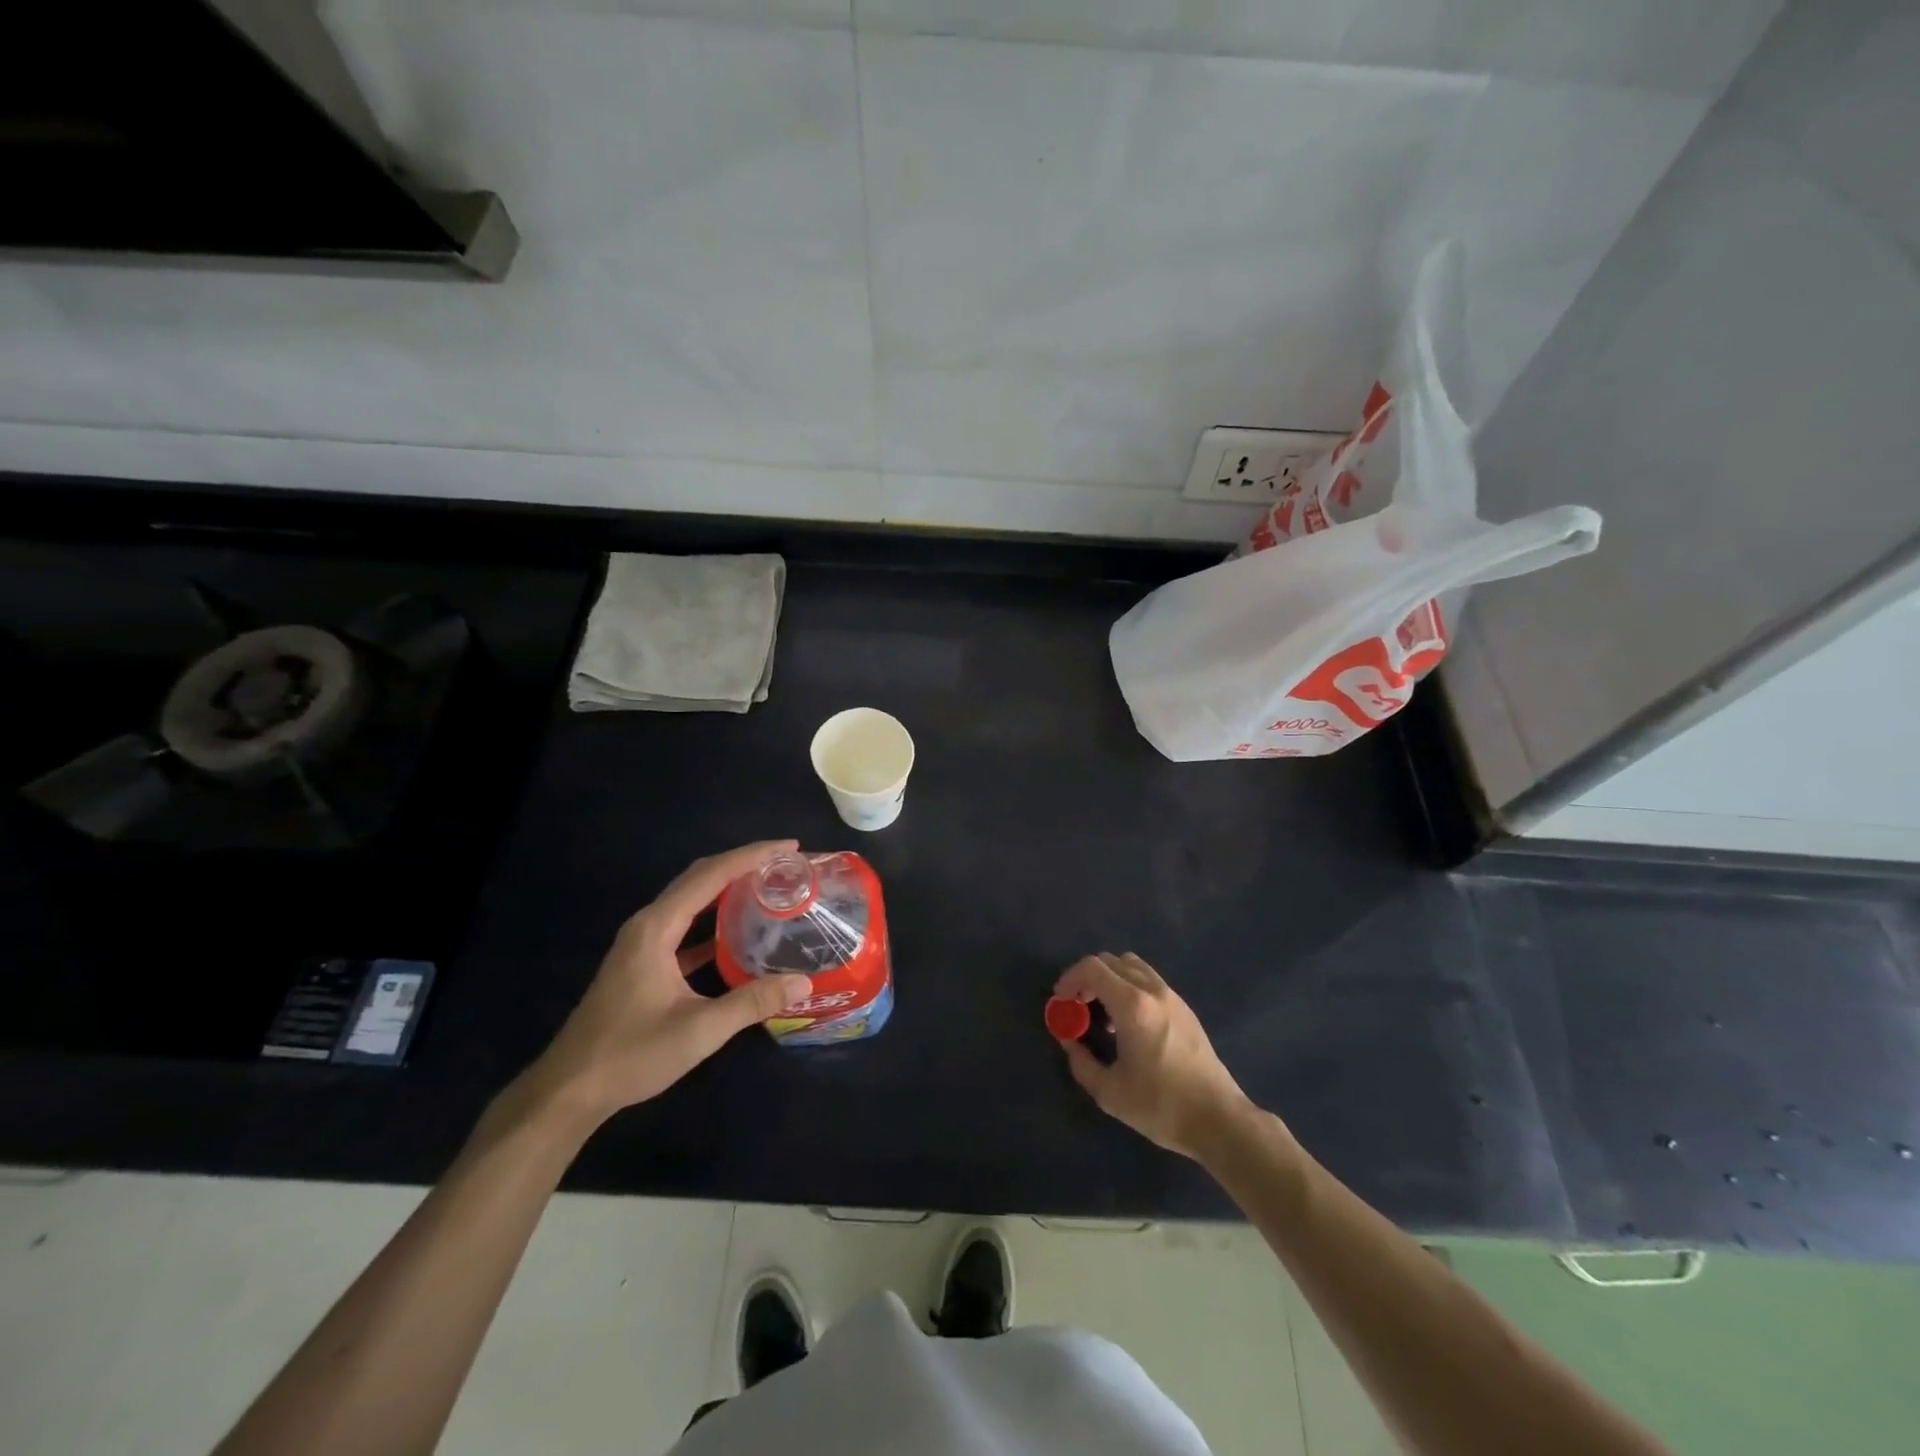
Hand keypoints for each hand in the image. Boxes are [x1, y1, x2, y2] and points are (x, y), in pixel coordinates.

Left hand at [523, 841, 811, 1123]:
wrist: (569, 1090)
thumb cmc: (631, 1054)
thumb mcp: (699, 1030)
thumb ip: (752, 1002)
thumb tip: (804, 982)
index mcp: (657, 928)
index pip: (710, 875)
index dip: (751, 856)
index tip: (789, 847)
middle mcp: (648, 925)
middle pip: (699, 878)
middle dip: (742, 863)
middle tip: (784, 863)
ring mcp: (642, 943)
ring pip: (691, 900)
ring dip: (727, 887)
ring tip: (767, 886)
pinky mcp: (643, 962)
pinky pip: (684, 925)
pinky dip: (713, 918)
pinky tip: (737, 930)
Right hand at [1053, 952, 1255, 1159]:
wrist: (1218, 1119)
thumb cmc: (1161, 1106)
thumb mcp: (1109, 1093)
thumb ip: (1081, 1063)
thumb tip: (1069, 1042)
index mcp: (1133, 1006)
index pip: (1093, 968)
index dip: (1069, 979)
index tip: (1061, 1003)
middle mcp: (1152, 991)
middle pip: (1111, 961)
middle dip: (1087, 978)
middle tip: (1077, 1007)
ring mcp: (1172, 996)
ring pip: (1132, 965)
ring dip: (1110, 979)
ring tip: (1103, 1013)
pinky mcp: (1184, 1008)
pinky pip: (1148, 980)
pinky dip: (1130, 987)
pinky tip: (1129, 1023)